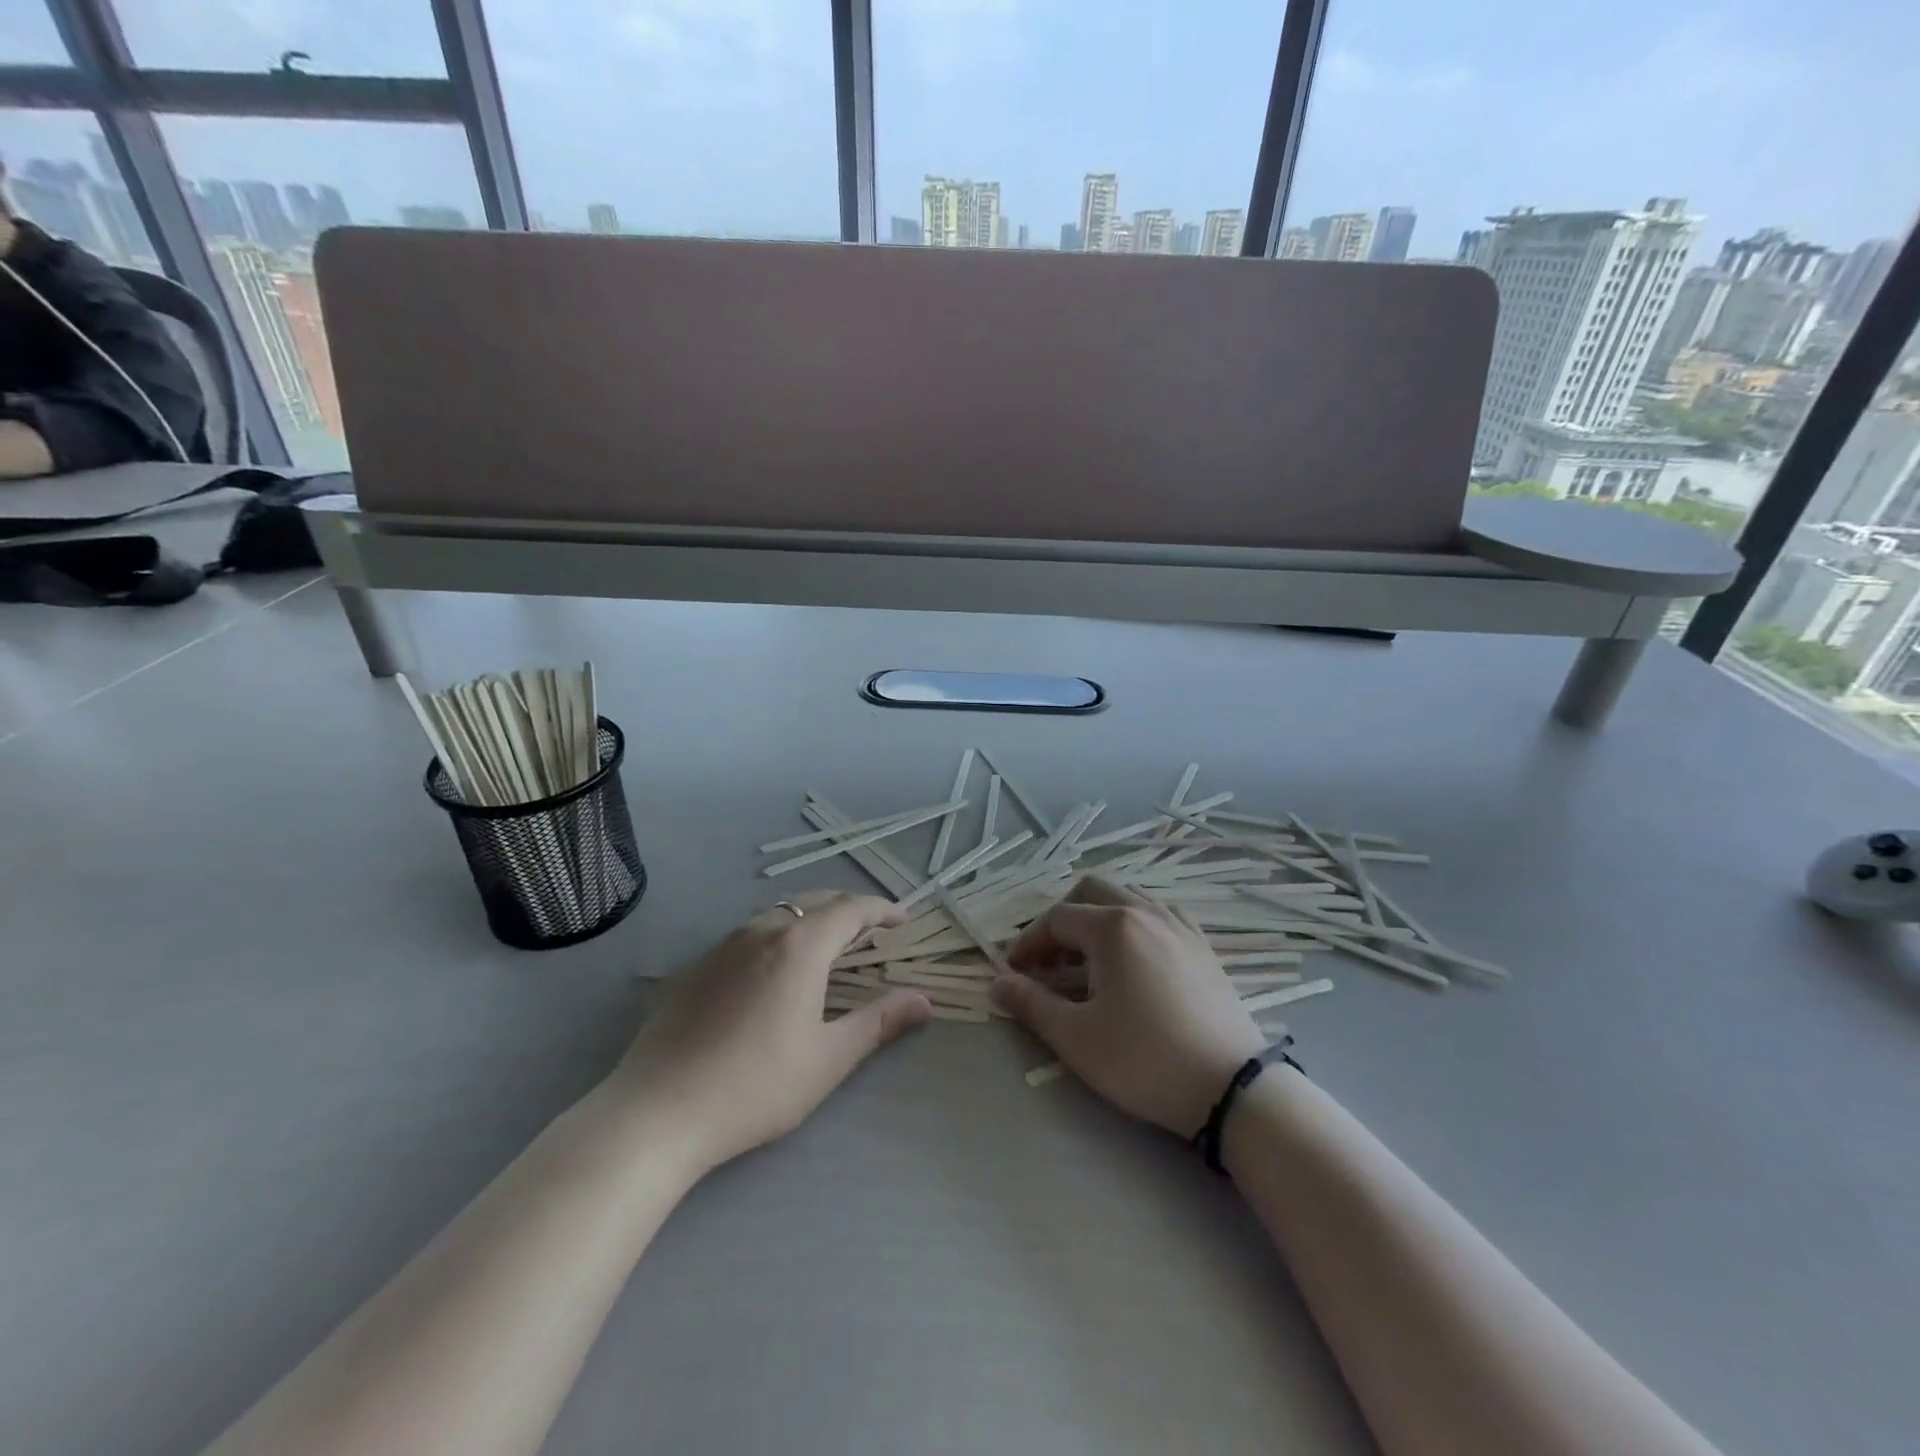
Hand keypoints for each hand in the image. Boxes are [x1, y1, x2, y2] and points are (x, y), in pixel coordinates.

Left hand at [612, 890, 930, 1173]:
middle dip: (848, 908)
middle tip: (871, 930)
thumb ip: (879, 1022)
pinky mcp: (695, 967)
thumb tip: (924, 1000)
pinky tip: (773, 971)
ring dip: (810, 919)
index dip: (882, 910)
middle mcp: (762, 931)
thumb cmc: (755, 1086)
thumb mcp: (828, 1058)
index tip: (903, 921)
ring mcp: (723, 946)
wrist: (657, 1112)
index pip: (851, 908)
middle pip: (814, 902)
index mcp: (800, 945)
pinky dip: (777, 936)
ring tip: (827, 945)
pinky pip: (748, 934)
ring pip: (778, 914)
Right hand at [991, 878, 1266, 1137]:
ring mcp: (1179, 925)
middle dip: (1061, 920)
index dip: (1028, 943)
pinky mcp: (1202, 946)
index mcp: (1112, 926)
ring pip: (1127, 897)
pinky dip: (1133, 925)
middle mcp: (1145, 912)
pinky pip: (1158, 915)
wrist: (1231, 1088)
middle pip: (1091, 892)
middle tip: (1048, 960)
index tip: (1014, 974)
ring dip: (1097, 918)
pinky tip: (1132, 960)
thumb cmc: (1144, 1059)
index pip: (1056, 919)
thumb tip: (996, 984)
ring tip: (1087, 960)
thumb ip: (1031, 1004)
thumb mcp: (1076, 1037)